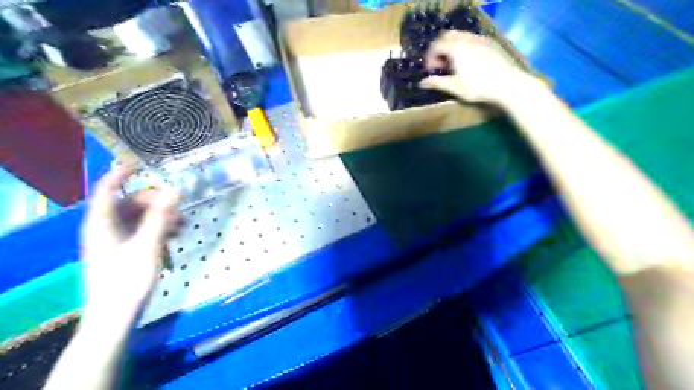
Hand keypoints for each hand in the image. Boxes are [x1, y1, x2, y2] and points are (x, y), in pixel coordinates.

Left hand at [81, 163, 177, 320]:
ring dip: (161, 215)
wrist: (116, 315)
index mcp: (102, 224)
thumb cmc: (127, 279)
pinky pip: (143, 229)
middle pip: (129, 202)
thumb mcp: (147, 246)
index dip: (120, 174)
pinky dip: (159, 227)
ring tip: (182, 222)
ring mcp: (116, 240)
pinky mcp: (126, 250)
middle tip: (178, 202)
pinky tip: (176, 233)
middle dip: (154, 200)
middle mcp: (106, 228)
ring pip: (139, 217)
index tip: (140, 164)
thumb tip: (175, 190)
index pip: (106, 190)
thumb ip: (161, 217)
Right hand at [419, 30, 538, 103]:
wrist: (509, 83)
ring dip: (451, 47)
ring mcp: (481, 39)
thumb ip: (436, 82)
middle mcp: (467, 38)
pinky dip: (463, 47)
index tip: (429, 70)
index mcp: (456, 47)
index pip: (436, 45)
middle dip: (439, 49)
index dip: (429, 57)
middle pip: (447, 36)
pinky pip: (472, 39)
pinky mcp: (491, 43)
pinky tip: (467, 62)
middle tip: (439, 65)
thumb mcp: (454, 87)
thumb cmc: (478, 86)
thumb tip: (421, 83)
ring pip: (460, 36)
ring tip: (452, 64)